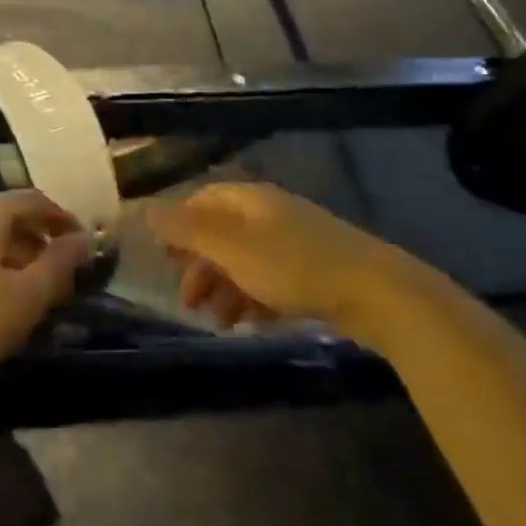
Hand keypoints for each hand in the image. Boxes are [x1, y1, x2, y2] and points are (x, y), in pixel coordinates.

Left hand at [0, 190, 92, 412]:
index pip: (30, 199)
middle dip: (36, 240)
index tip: (82, 245)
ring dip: (10, 254)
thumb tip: (83, 239)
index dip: (61, 218)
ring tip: (27, 291)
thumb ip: (59, 263)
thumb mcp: (26, 299)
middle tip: (58, 274)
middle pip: (3, 215)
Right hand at [148, 182, 427, 343]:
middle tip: (188, 302)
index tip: (163, 259)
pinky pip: (273, 282)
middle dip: (201, 267)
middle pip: (223, 234)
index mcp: (249, 200)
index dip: (178, 226)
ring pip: (247, 262)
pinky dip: (255, 300)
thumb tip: (146, 211)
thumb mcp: (230, 248)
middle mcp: (271, 214)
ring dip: (226, 290)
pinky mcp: (318, 272)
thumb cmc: (293, 266)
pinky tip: (251, 325)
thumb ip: (186, 231)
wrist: (379, 294)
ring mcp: (297, 242)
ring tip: (218, 323)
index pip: (202, 201)